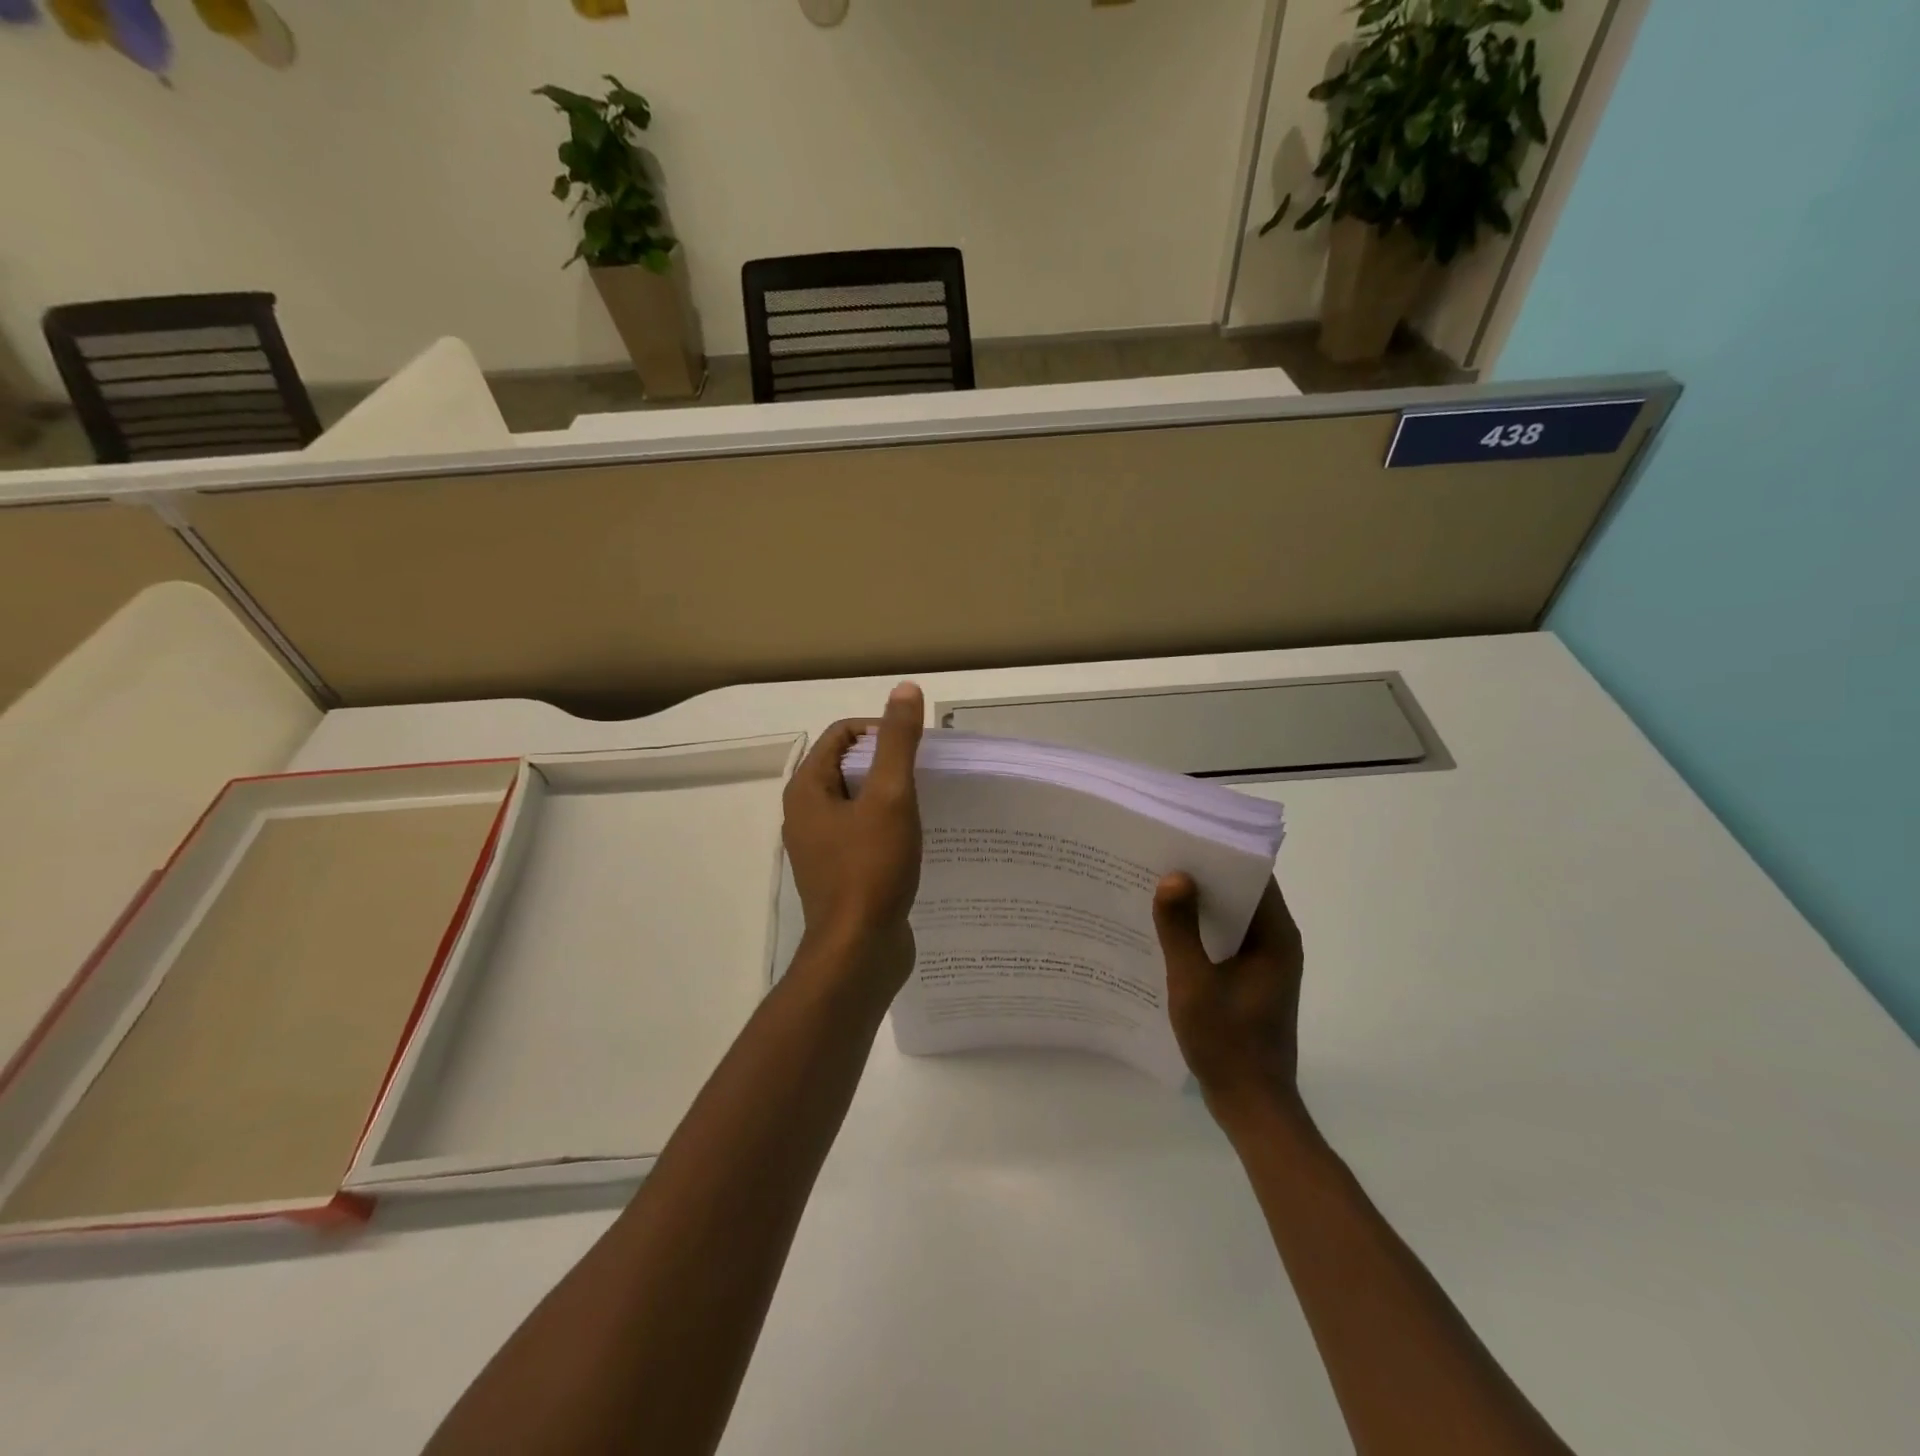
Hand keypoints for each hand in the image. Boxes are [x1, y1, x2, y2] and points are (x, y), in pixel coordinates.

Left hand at [782, 683, 924, 989]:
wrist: (860, 951)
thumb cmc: (871, 868)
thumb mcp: (890, 797)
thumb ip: (897, 742)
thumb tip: (904, 689)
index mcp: (807, 789)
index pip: (842, 734)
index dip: (881, 731)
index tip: (917, 749)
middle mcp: (806, 814)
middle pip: (850, 766)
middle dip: (888, 764)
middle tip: (928, 776)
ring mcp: (821, 847)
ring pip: (859, 802)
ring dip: (891, 797)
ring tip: (928, 805)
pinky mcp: (839, 873)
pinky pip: (863, 834)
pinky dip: (888, 827)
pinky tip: (917, 839)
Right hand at [1153, 874, 1304, 1120]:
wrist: (1251, 1105)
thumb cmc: (1227, 1043)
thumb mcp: (1194, 983)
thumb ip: (1180, 930)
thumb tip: (1173, 877)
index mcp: (1275, 937)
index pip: (1254, 876)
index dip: (1221, 853)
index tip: (1183, 837)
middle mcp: (1276, 942)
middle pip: (1241, 893)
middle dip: (1203, 875)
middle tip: (1159, 856)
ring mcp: (1264, 962)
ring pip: (1231, 917)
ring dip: (1199, 903)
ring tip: (1155, 885)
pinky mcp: (1250, 979)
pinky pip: (1225, 939)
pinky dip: (1201, 929)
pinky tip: (1166, 928)